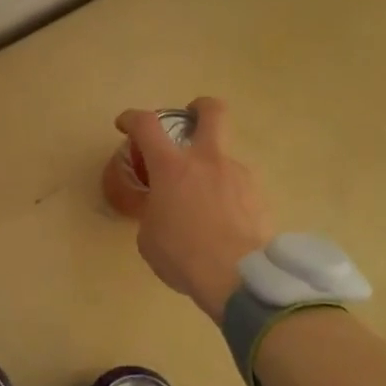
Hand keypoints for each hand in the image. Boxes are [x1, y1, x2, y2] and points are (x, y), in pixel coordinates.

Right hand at [116, 96, 270, 321]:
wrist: (239, 277)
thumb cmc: (183, 255)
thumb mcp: (149, 236)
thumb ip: (153, 211)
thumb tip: (162, 209)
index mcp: (172, 167)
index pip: (146, 125)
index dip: (132, 118)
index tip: (125, 125)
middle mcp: (208, 160)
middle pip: (212, 111)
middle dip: (199, 108)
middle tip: (191, 119)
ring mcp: (239, 175)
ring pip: (225, 158)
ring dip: (213, 170)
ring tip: (205, 204)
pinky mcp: (260, 196)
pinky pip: (240, 188)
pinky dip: (229, 197)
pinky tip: (225, 224)